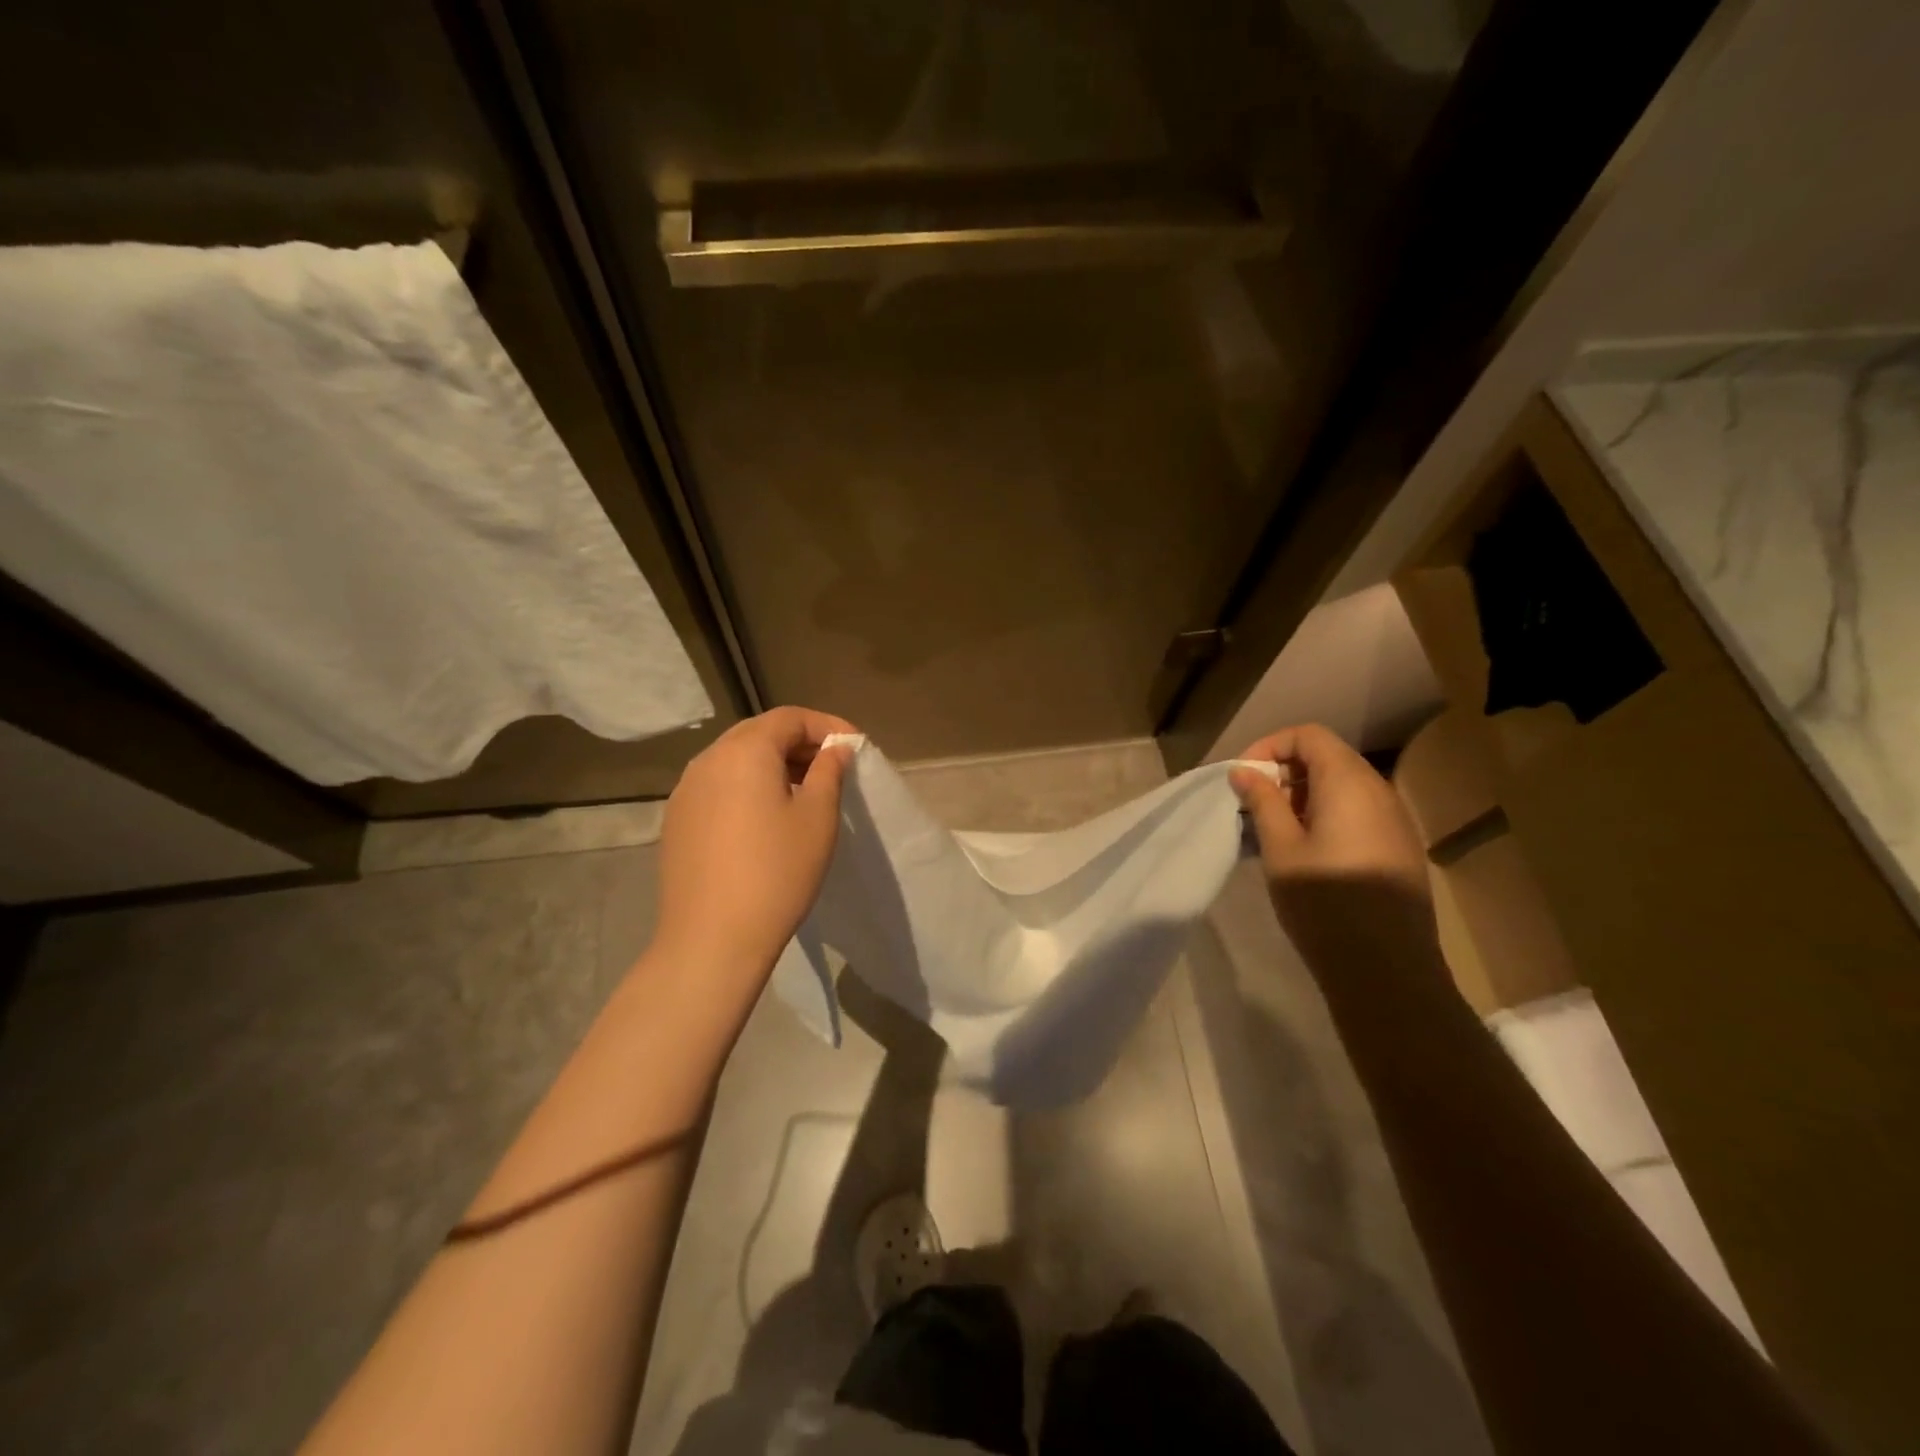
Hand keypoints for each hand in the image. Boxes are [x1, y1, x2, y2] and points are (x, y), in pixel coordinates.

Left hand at [651, 706, 855, 981]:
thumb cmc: (777, 872)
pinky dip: (747, 787)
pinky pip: (718, 786)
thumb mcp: (818, 817)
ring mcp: (685, 791)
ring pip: (735, 760)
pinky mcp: (677, 820)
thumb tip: (834, 749)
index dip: (827, 726)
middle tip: (832, 767)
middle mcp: (708, 760)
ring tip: (803, 792)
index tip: (854, 748)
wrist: (712, 939)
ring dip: (772, 765)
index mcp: (744, 751)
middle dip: (799, 743)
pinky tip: (765, 818)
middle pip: (759, 733)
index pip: (790, 717)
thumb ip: (829, 771)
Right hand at [1229, 724, 1442, 987]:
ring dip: (1302, 796)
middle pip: (1327, 757)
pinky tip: (1304, 851)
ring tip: (1272, 830)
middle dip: (1284, 772)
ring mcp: (1394, 820)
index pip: (1309, 736)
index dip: (1270, 747)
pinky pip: (1357, 812)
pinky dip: (1324, 815)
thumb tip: (1245, 772)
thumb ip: (1263, 802)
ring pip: (1342, 786)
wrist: (1387, 971)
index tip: (1243, 779)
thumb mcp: (1281, 849)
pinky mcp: (1398, 847)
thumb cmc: (1325, 904)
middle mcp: (1379, 791)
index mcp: (1349, 783)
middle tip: (1253, 805)